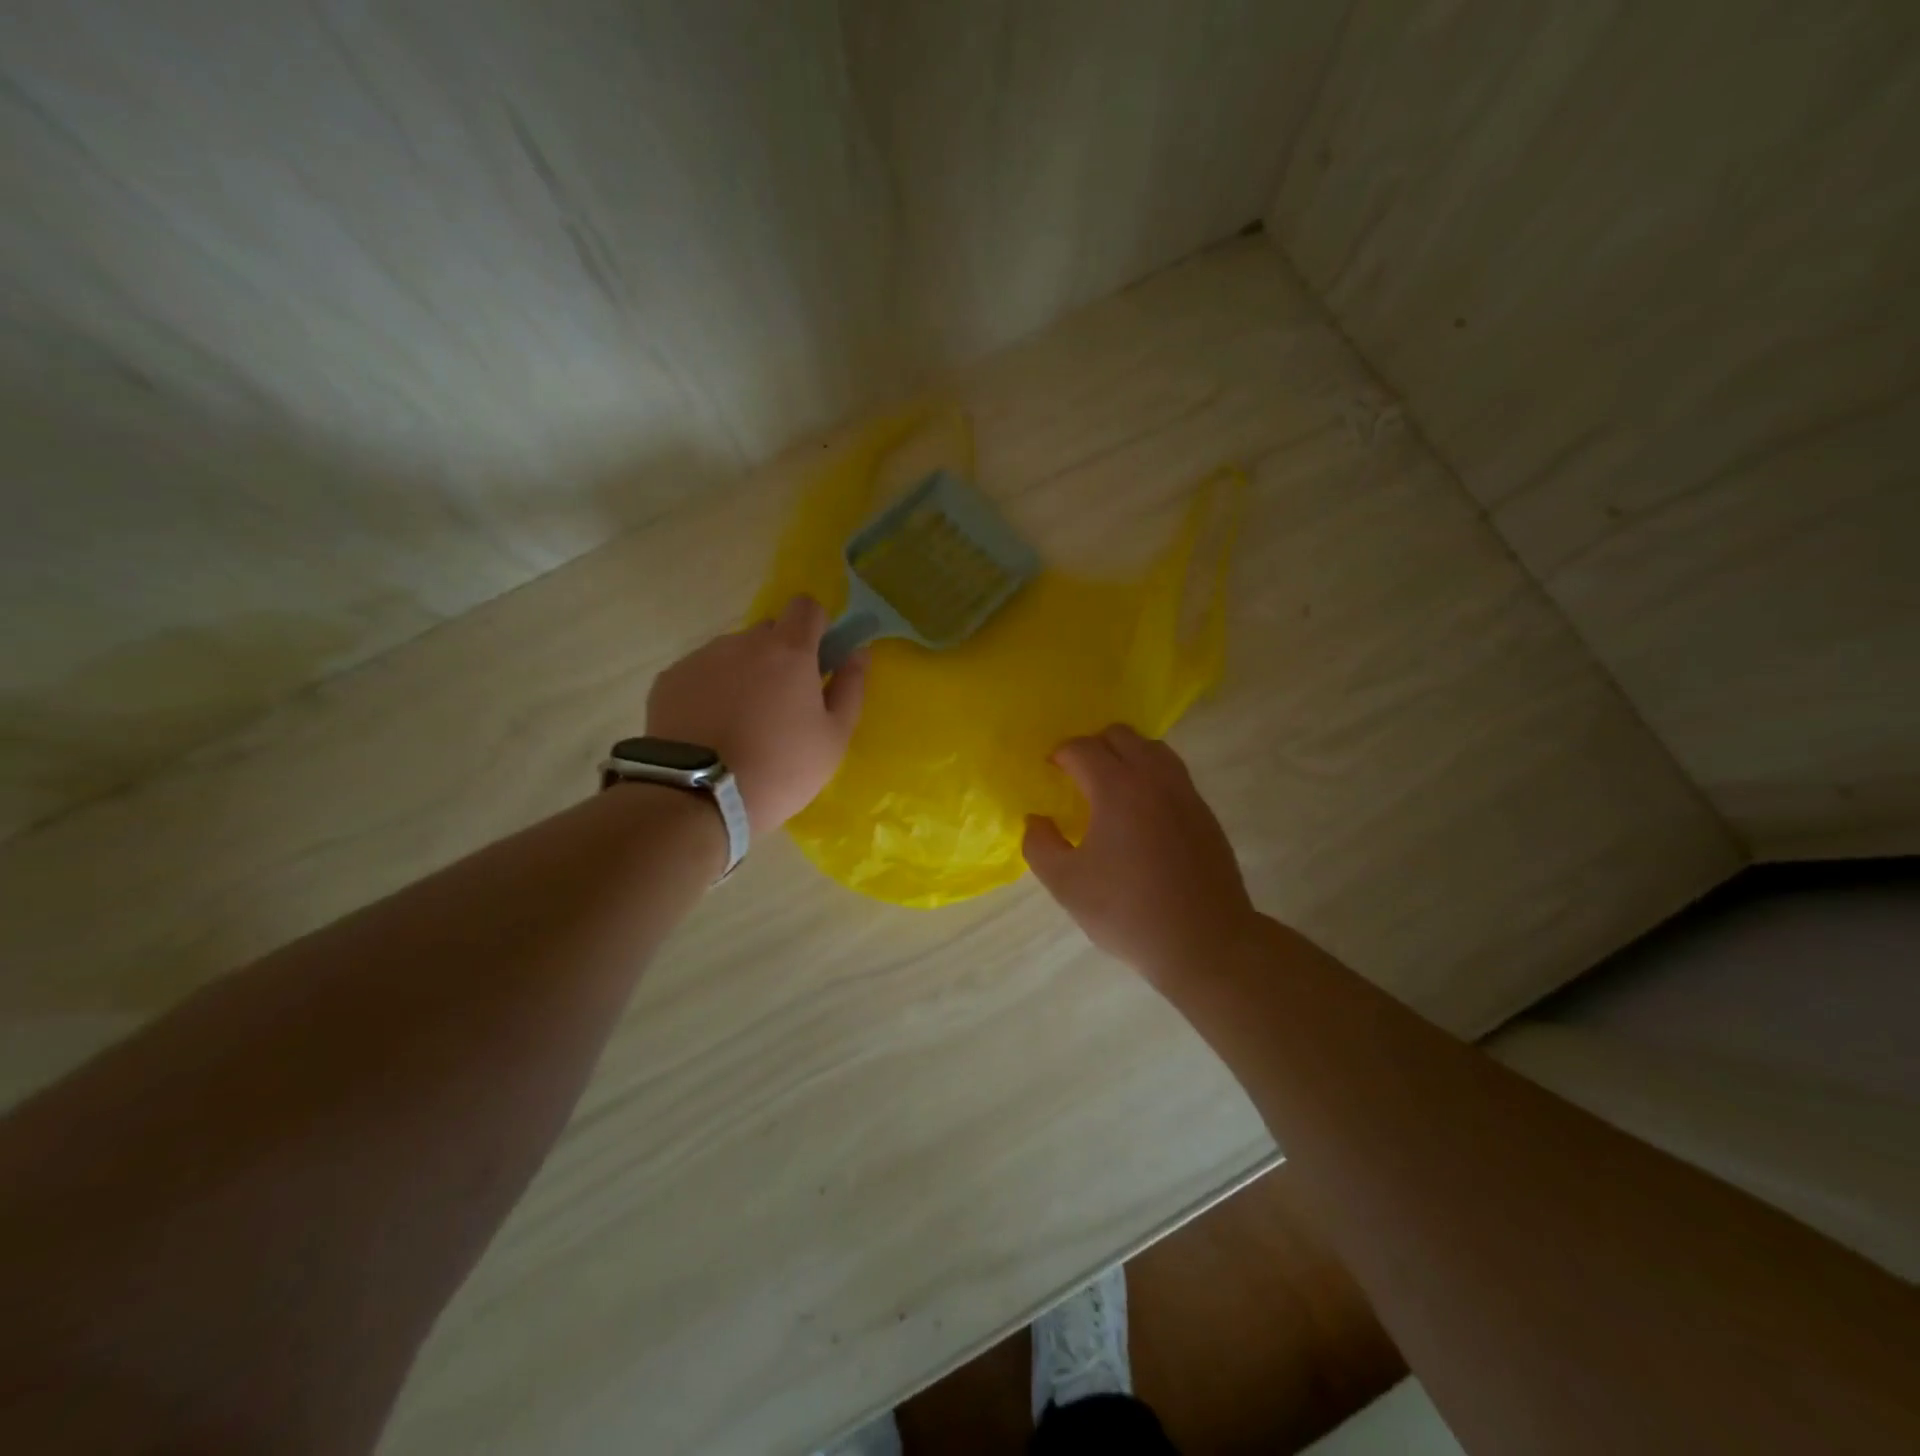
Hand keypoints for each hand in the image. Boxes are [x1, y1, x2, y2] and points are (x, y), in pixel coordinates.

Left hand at [646, 596, 866, 833]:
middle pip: (768, 631)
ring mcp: (702, 658)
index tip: (818, 658)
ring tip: (741, 722)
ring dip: (744, 674)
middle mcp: (743, 642)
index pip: (805, 606)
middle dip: (780, 655)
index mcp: (789, 651)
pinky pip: (701, 673)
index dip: (816, 625)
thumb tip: (859, 652)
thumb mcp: (834, 738)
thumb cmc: (780, 768)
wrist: (697, 796)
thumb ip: (851, 688)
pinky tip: (710, 729)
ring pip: (733, 653)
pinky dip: (711, 691)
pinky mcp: (670, 679)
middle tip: (782, 702)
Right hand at [1022, 725, 1255, 984]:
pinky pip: (1172, 774)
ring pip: (1152, 749)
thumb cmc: (1128, 912)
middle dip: (1092, 747)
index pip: (1082, 748)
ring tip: (1110, 789)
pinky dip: (1150, 776)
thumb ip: (1040, 845)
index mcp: (1117, 788)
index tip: (1049, 772)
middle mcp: (1154, 778)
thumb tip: (1037, 820)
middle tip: (1077, 777)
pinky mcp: (1205, 813)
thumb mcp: (1066, 885)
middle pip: (1120, 735)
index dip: (1060, 755)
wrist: (1206, 942)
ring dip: (1126, 756)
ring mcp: (1185, 793)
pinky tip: (1141, 814)